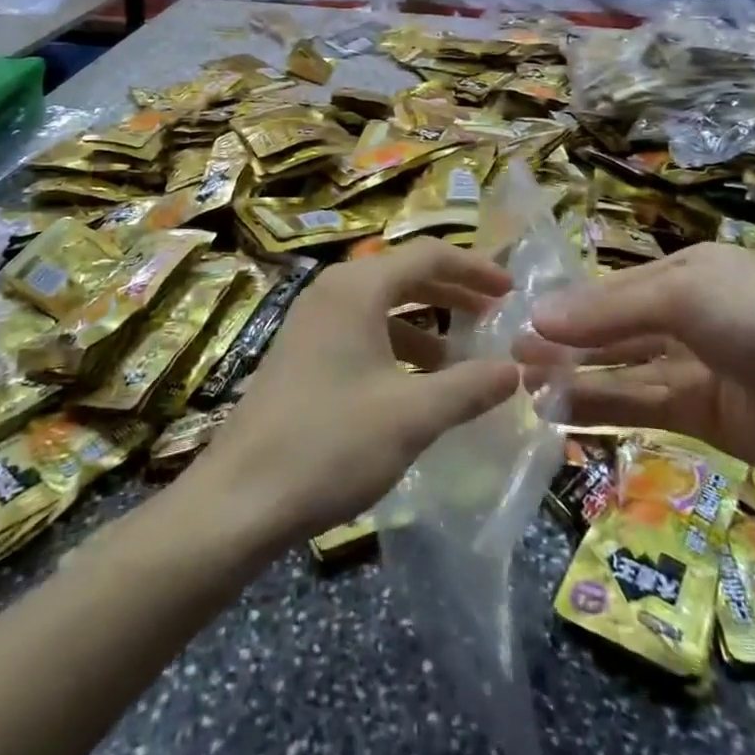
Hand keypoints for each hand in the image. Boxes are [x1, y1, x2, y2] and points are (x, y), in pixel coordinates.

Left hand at [193, 239, 521, 538]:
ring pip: (383, 305)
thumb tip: (515, 370)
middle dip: (453, 293)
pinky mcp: (302, 351)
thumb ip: (469, 387)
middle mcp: (333, 290)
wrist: (239, 499)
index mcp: (357, 288)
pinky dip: (397, 345)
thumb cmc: (330, 445)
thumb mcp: (412, 416)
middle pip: (405, 275)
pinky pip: (362, 330)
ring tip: (463, 359)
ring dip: (426, 324)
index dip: (475, 269)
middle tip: (495, 317)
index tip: (512, 291)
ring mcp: (312, 320)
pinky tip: (417, 385)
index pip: (428, 255)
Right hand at [516, 242, 754, 488]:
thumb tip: (536, 318)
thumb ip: (609, 309)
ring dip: (574, 374)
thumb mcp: (685, 294)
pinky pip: (638, 405)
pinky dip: (599, 407)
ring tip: (523, 384)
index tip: (522, 319)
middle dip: (565, 340)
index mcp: (685, 272)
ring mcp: (691, 367)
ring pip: (619, 368)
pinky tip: (558, 412)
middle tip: (512, 356)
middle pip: (611, 328)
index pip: (612, 287)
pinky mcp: (698, 416)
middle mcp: (684, 315)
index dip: (569, 304)